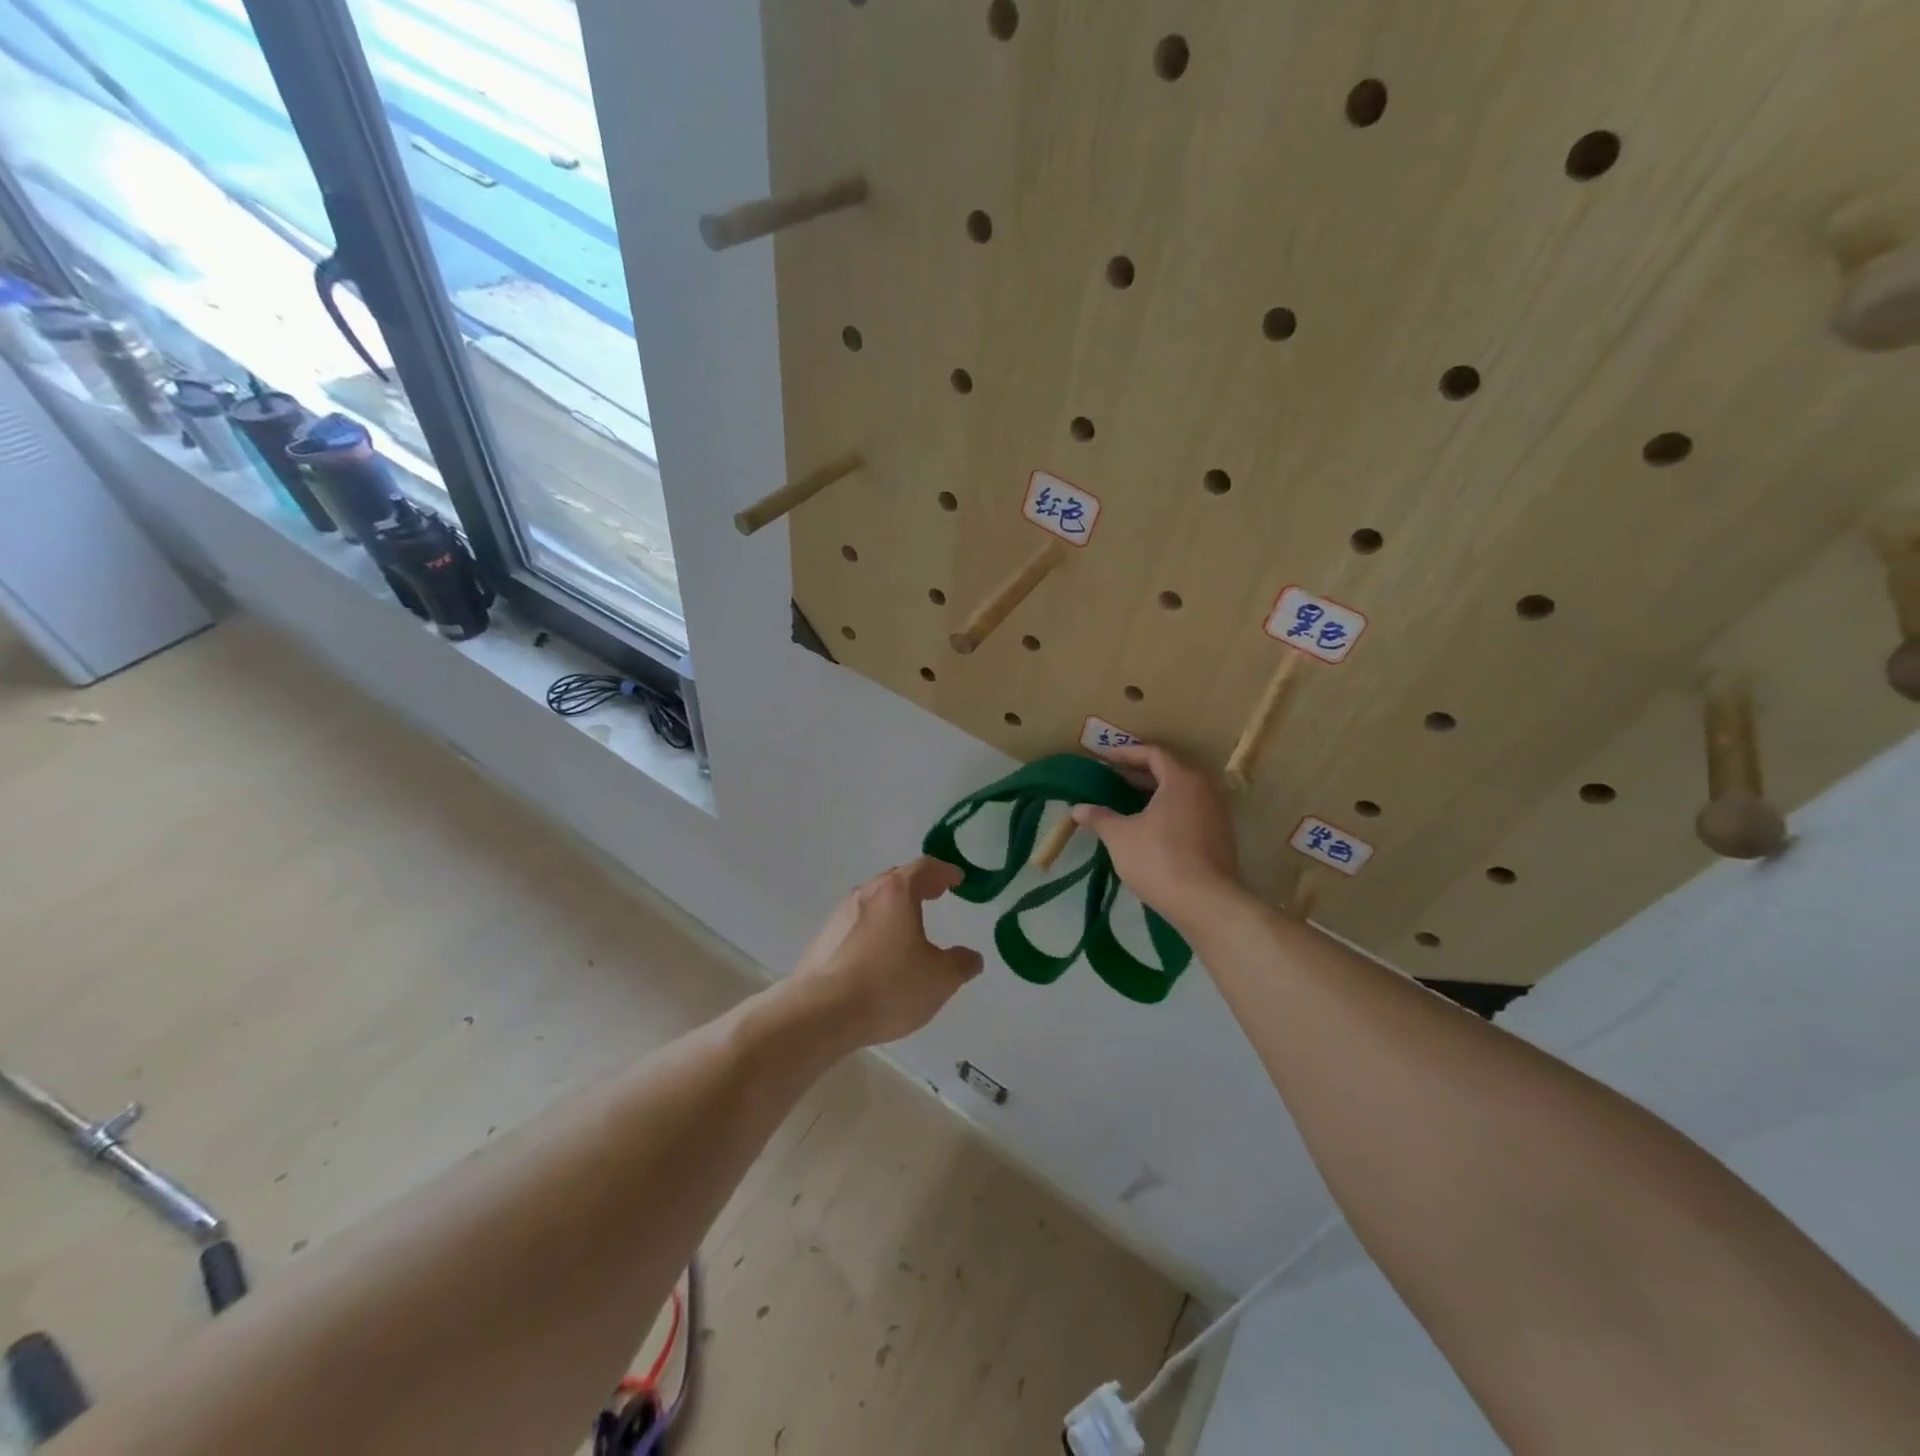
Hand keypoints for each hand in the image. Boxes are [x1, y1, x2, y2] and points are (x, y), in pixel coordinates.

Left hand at [790, 857, 983, 1046]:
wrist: (821, 1012)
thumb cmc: (889, 986)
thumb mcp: (939, 979)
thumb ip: (961, 964)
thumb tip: (971, 957)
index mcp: (897, 893)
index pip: (924, 868)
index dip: (944, 871)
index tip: (957, 879)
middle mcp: (866, 894)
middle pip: (895, 880)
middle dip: (918, 884)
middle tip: (935, 893)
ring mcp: (839, 915)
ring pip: (873, 901)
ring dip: (892, 907)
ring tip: (907, 924)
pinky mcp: (822, 940)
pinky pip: (855, 924)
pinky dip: (873, 928)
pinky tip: (878, 953)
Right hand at [1072, 743, 1242, 925]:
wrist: (1206, 904)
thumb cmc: (1160, 859)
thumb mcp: (1120, 837)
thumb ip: (1099, 818)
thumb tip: (1077, 809)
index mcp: (1182, 780)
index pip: (1153, 754)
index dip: (1125, 754)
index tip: (1104, 758)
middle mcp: (1205, 790)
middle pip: (1169, 771)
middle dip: (1139, 774)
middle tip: (1112, 779)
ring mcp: (1217, 814)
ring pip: (1181, 794)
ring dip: (1154, 794)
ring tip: (1127, 802)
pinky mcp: (1220, 837)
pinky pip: (1190, 812)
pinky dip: (1168, 811)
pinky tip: (1149, 828)